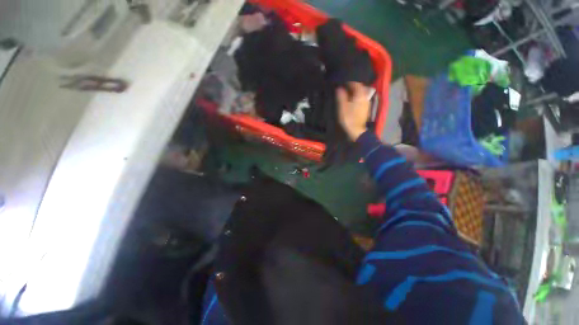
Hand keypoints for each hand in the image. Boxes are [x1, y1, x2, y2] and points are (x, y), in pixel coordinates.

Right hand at [336, 82, 369, 140]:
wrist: (355, 132)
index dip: (349, 83)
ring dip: (354, 93)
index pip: (356, 84)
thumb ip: (341, 97)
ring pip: (361, 94)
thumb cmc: (348, 119)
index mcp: (360, 96)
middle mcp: (365, 98)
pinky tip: (351, 102)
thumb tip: (339, 88)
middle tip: (344, 89)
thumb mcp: (342, 107)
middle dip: (352, 87)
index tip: (342, 84)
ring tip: (346, 95)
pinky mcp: (365, 110)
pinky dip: (356, 98)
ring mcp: (367, 104)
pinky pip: (361, 100)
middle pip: (360, 88)